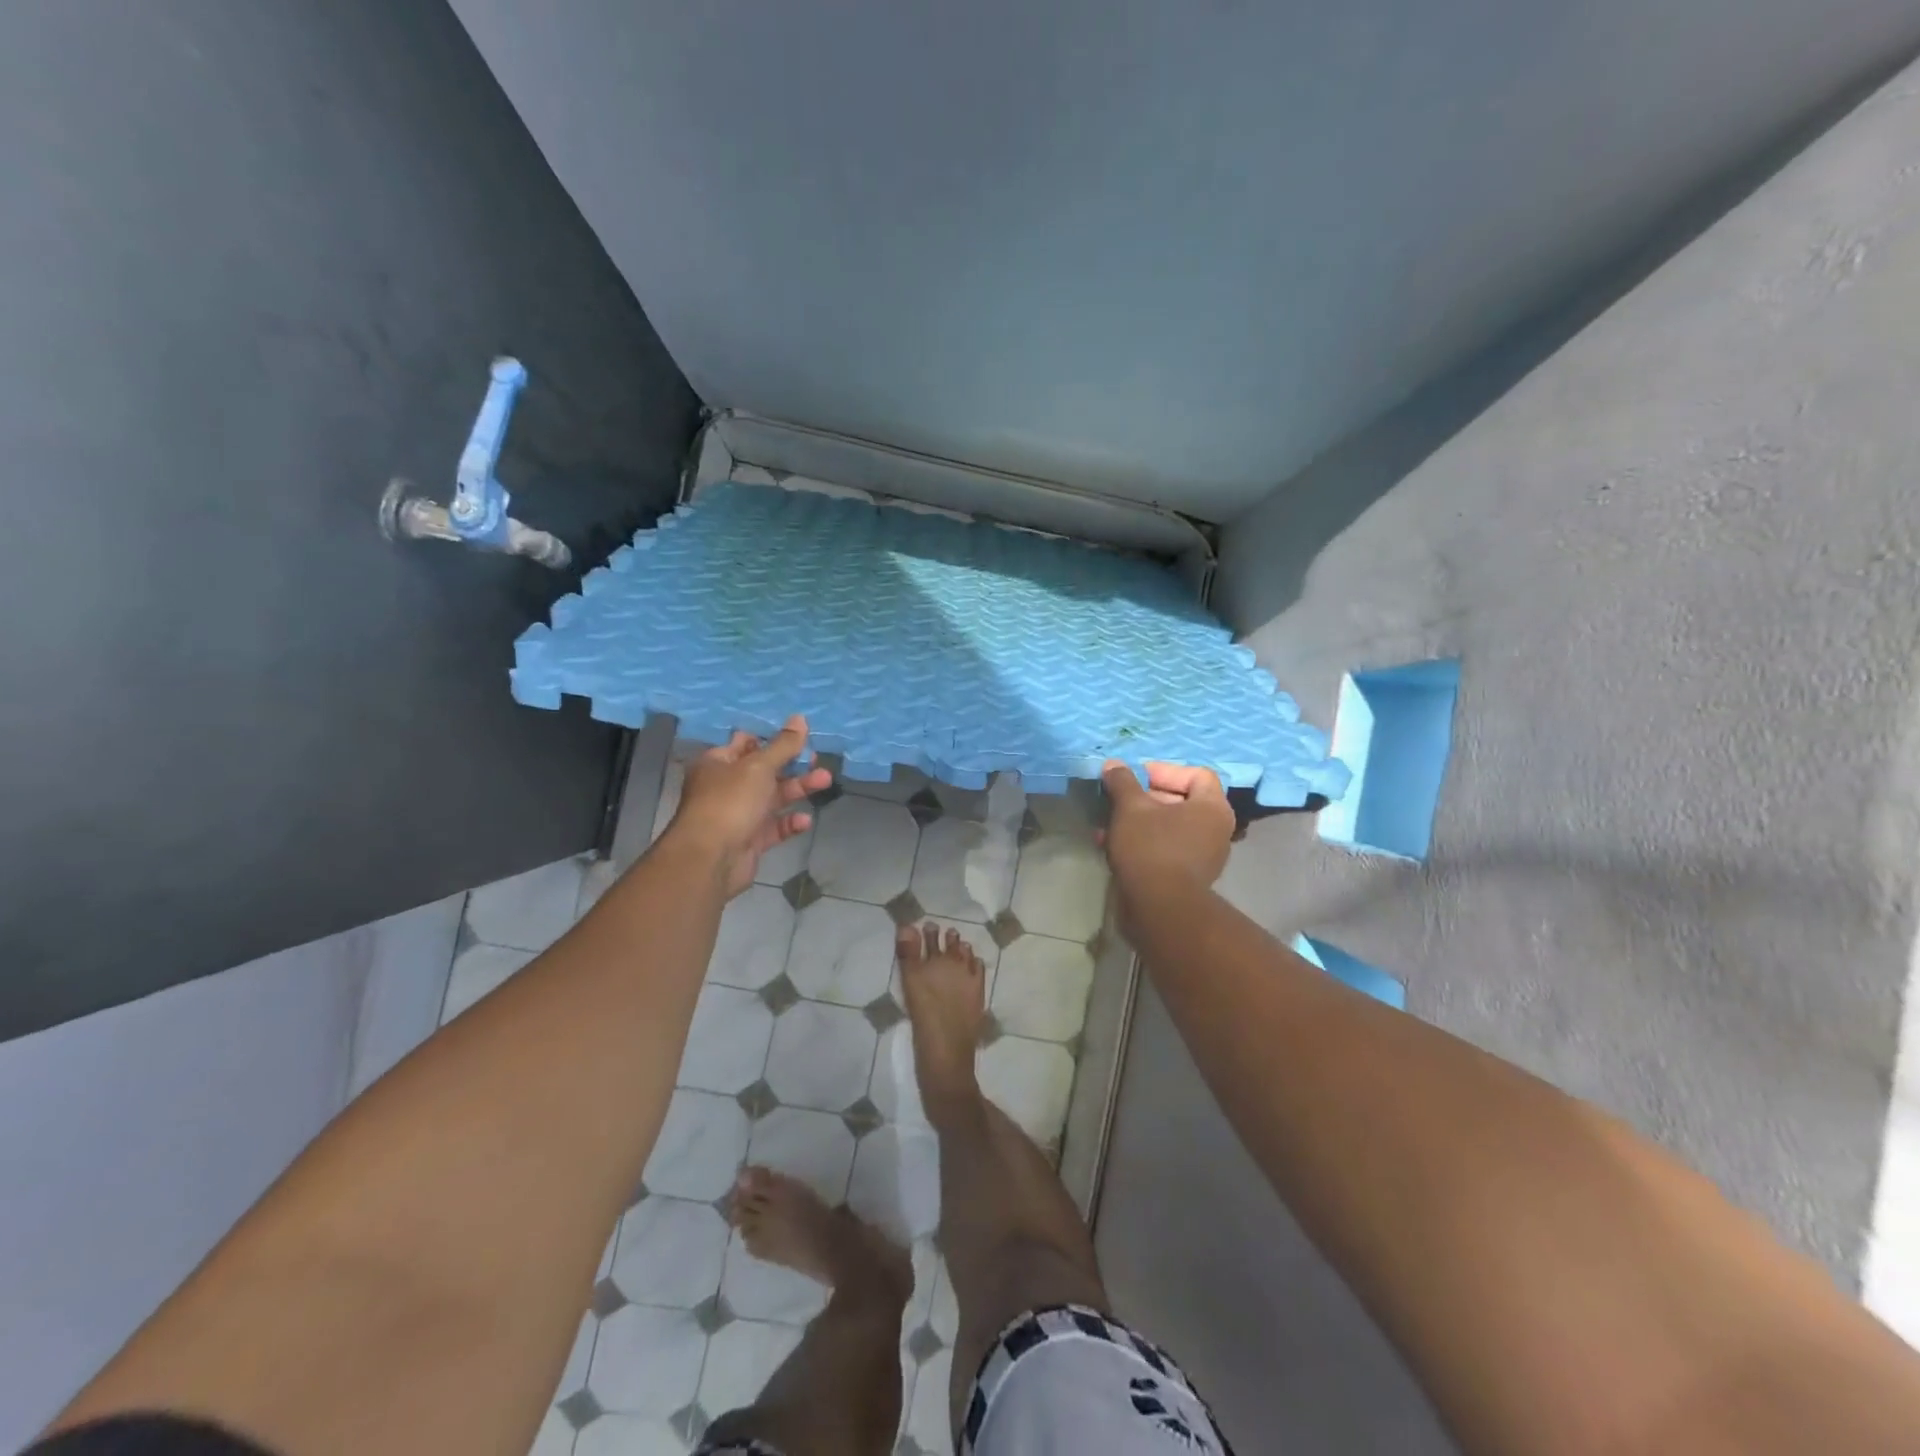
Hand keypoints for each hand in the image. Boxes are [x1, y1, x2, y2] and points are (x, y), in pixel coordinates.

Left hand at [668, 717, 831, 896]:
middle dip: (793, 765)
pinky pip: (774, 827)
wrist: (711, 858)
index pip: (746, 743)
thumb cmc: (730, 802)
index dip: (772, 738)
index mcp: (718, 763)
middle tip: (818, 759)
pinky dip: (790, 822)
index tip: (800, 736)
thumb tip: (800, 718)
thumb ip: (783, 745)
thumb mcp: (759, 767)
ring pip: (773, 798)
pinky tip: (805, 820)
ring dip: (798, 789)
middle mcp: (725, 786)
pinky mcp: (749, 840)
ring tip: (825, 780)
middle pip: (764, 771)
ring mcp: (737, 814)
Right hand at [1099, 761, 1234, 896]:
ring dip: (1139, 821)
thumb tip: (1113, 765)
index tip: (1136, 777)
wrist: (1160, 909)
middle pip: (1181, 800)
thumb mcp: (1130, 808)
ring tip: (1108, 824)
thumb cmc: (1151, 848)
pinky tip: (1111, 846)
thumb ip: (1123, 782)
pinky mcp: (1187, 877)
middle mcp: (1215, 830)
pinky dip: (1142, 842)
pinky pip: (1165, 848)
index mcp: (1212, 808)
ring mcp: (1204, 856)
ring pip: (1169, 826)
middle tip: (1119, 799)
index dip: (1165, 770)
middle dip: (1145, 797)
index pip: (1196, 774)